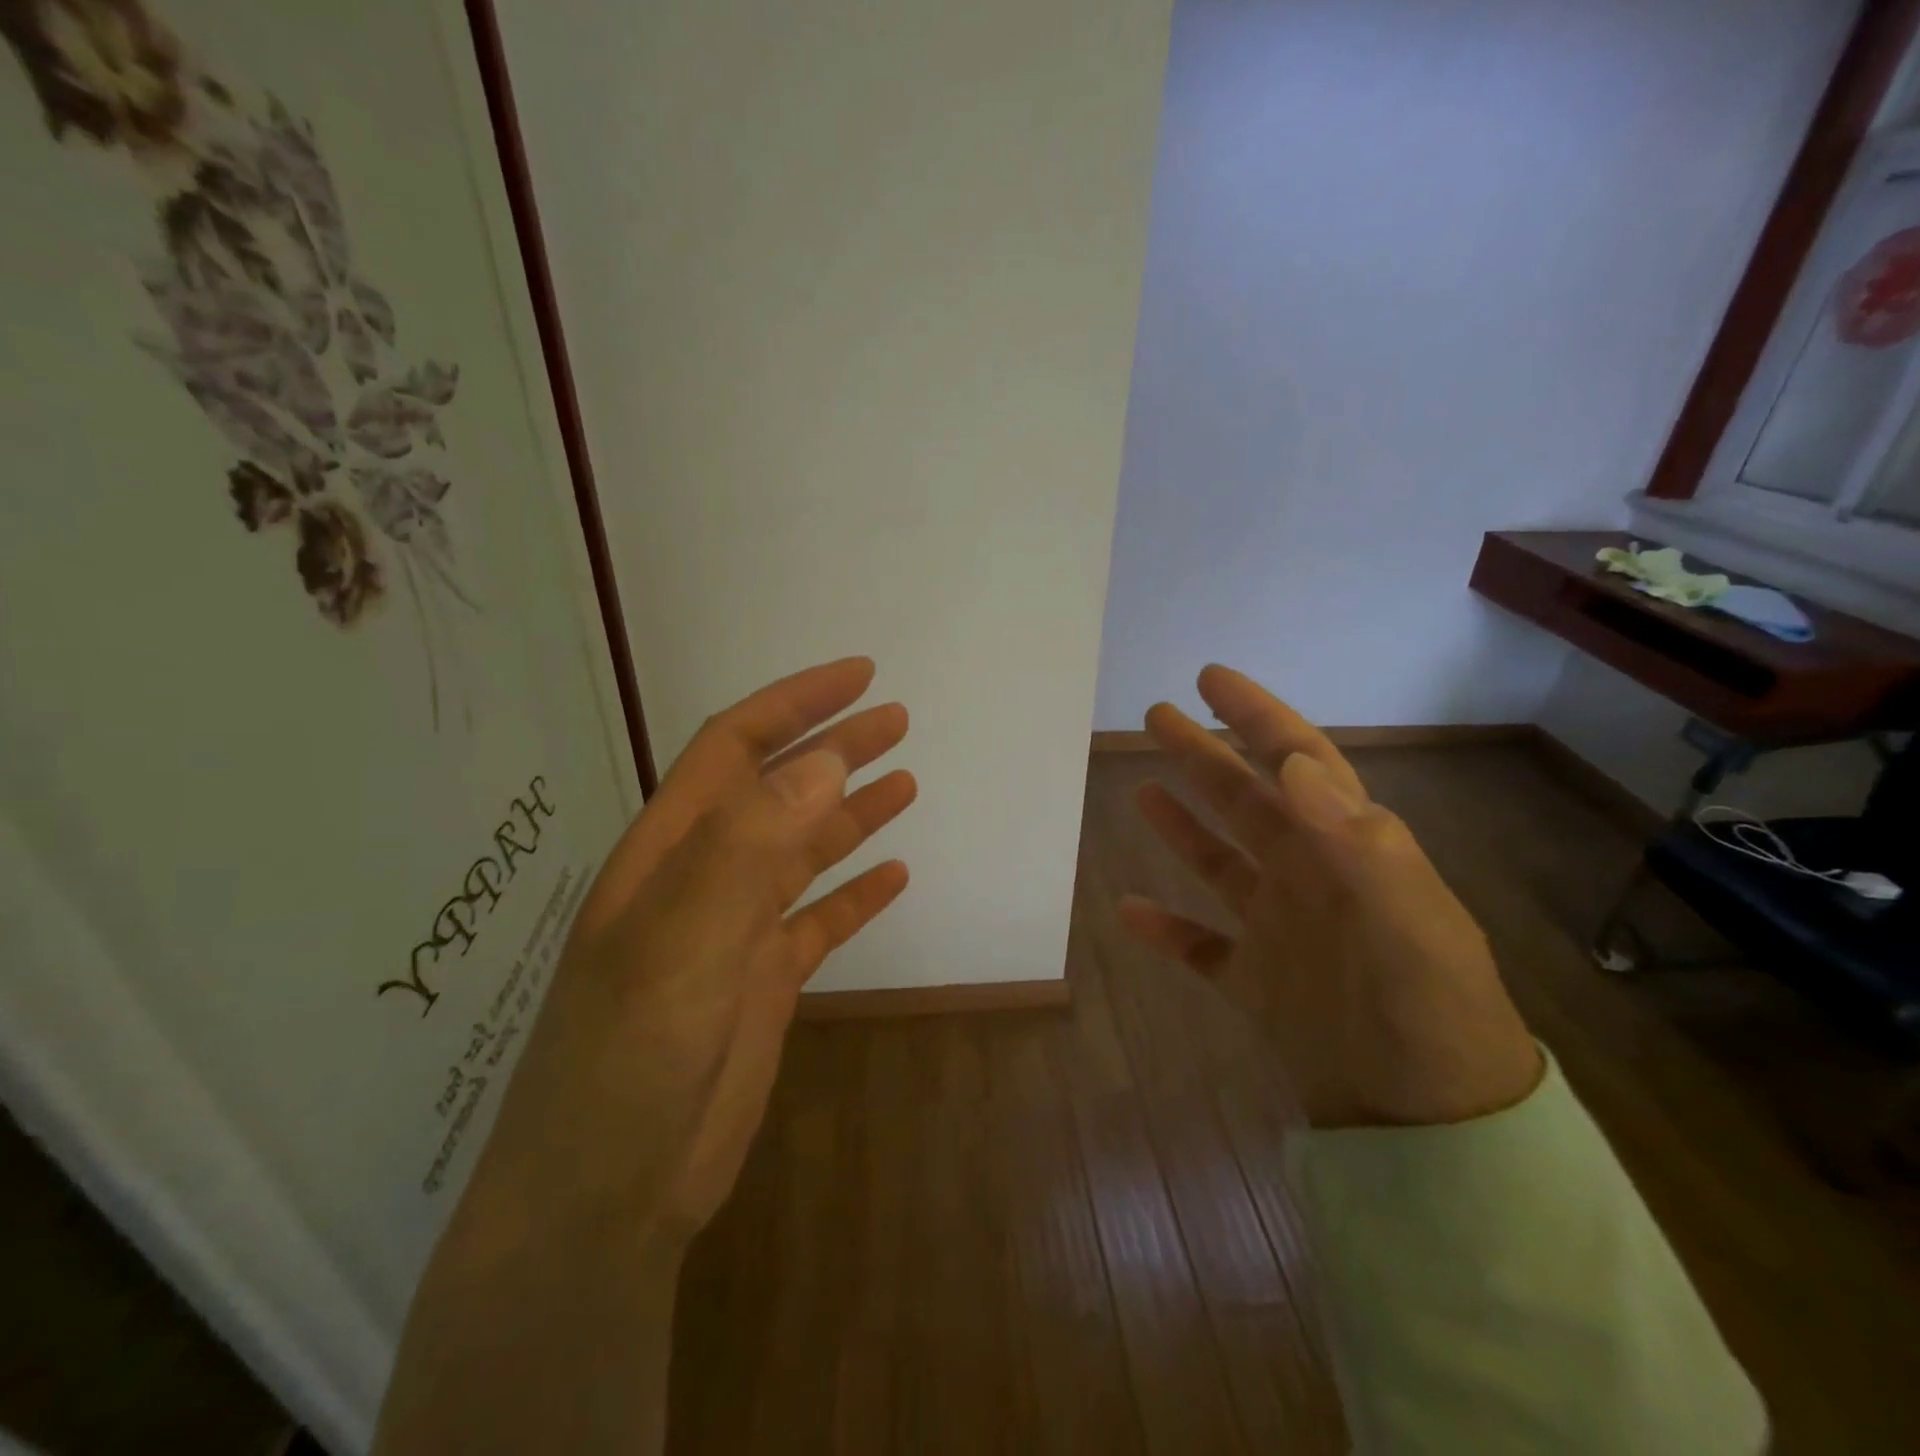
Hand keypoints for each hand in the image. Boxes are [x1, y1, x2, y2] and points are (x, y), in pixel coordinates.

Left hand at [376, 658, 913, 1455]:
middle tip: (897, 720)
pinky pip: (820, 922)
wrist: (607, 1198)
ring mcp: (735, 932)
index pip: (736, 749)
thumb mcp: (679, 947)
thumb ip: (746, 849)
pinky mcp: (763, 983)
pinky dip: (856, 895)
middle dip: (835, 748)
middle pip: (778, 792)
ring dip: (852, 813)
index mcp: (672, 852)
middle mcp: (704, 879)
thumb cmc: (626, 1064)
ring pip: (803, 852)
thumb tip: (823, 762)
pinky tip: (893, 877)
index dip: (796, 704)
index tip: (860, 676)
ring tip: (907, 782)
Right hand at [1120, 665, 1540, 1129]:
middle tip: (1157, 715)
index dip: (1257, 716)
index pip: (1299, 761)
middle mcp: (1310, 877)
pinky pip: (1199, 945)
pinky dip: (1165, 929)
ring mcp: (1279, 928)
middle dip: (1205, 755)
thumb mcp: (1410, 924)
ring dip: (1183, 825)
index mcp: (1348, 849)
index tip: (1211, 679)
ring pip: (1220, 861)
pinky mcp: (1255, 981)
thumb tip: (1294, 764)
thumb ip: (1356, 842)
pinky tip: (1128, 910)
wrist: (1430, 1127)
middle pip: (1246, 800)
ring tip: (1141, 789)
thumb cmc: (1429, 1015)